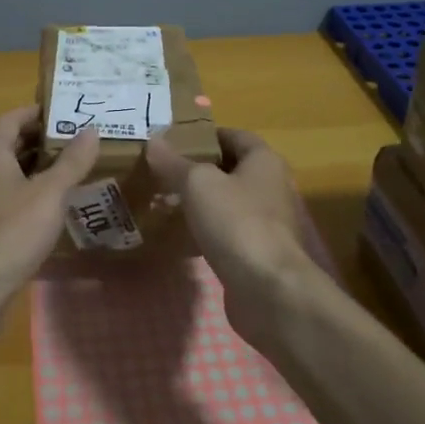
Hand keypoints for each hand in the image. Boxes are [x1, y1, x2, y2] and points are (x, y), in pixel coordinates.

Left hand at [0, 105, 100, 291]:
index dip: (35, 113)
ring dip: (36, 170)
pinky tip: (54, 207)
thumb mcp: (50, 192)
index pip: (10, 119)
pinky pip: (9, 200)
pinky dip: (31, 195)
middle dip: (40, 141)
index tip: (64, 112)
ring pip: (9, 175)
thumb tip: (91, 130)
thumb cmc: (12, 229)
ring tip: (71, 170)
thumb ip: (71, 161)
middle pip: (9, 146)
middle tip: (75, 140)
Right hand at [145, 128, 322, 347]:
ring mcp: (266, 222)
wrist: (268, 289)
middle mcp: (271, 186)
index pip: (234, 135)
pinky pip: (226, 232)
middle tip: (162, 170)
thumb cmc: (236, 222)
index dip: (205, 134)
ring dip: (200, 201)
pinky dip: (205, 230)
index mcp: (264, 161)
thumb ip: (174, 162)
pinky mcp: (257, 252)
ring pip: (227, 202)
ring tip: (164, 200)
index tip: (173, 140)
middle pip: (230, 169)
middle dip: (198, 169)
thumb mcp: (198, 184)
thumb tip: (153, 141)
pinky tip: (178, 235)